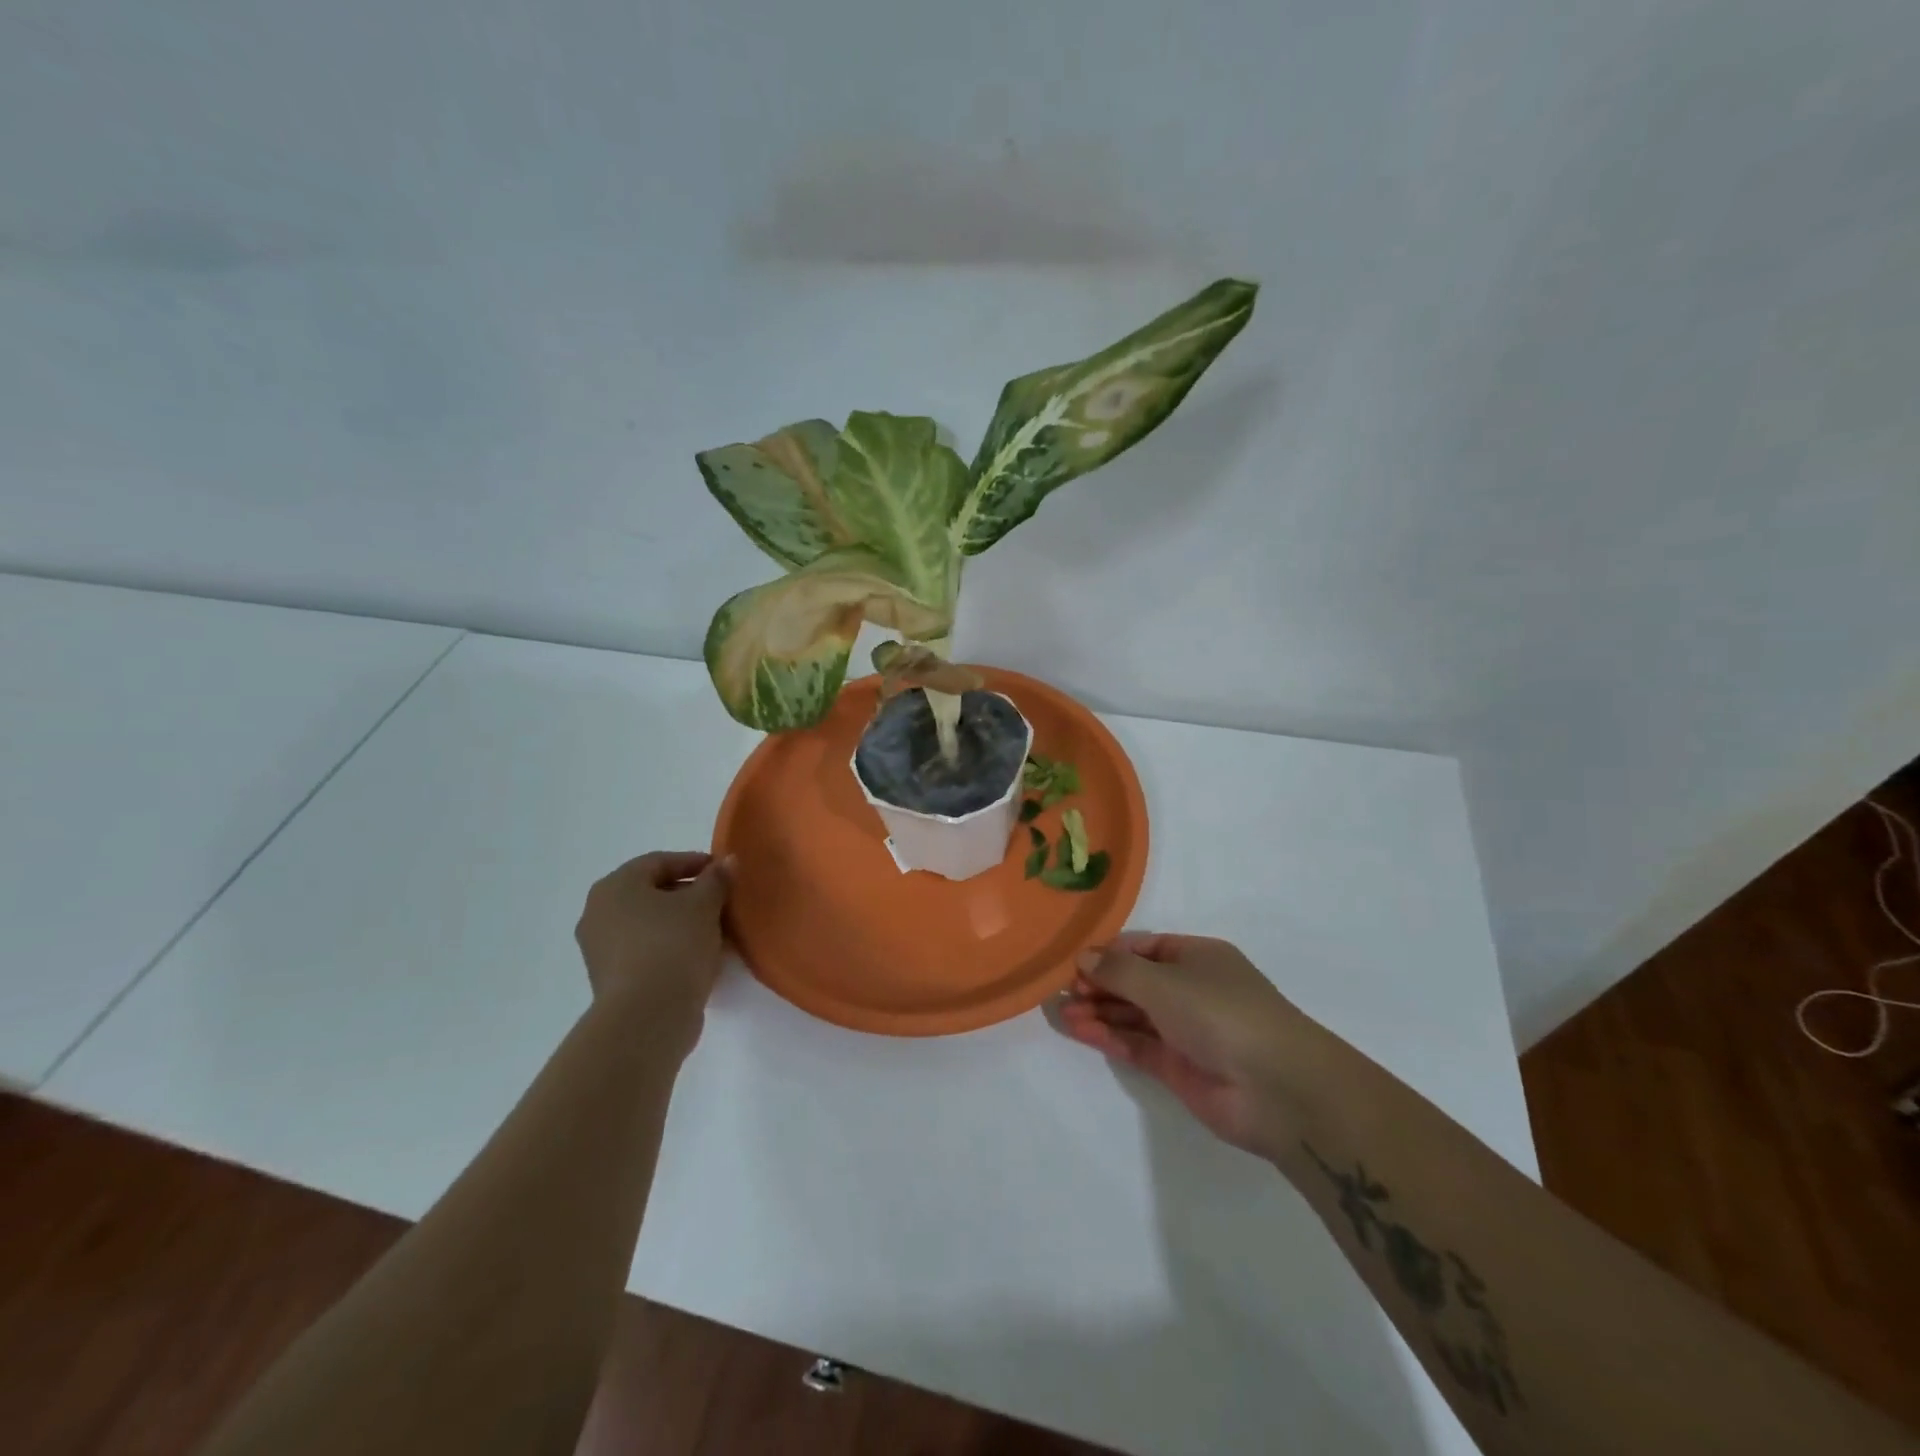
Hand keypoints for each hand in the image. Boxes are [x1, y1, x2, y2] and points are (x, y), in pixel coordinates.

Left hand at [575, 851, 732, 1046]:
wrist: (647, 1016)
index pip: (659, 862)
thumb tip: (727, 862)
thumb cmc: (673, 946)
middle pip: (651, 893)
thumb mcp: (704, 905)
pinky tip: (697, 956)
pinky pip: (645, 951)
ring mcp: (600, 949)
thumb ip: (716, 880)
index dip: (694, 862)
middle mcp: (599, 913)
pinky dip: (670, 947)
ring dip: (680, 923)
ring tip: (714, 931)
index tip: (723, 872)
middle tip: (720, 901)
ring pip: (648, 924)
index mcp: (615, 886)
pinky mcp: (610, 980)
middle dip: (688, 894)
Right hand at [1057, 932, 1329, 1157]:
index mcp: (1197, 957)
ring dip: (1099, 1011)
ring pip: (1133, 1015)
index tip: (1073, 962)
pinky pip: (1136, 1044)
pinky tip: (1080, 1029)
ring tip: (1061, 1012)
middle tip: (1061, 990)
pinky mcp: (1179, 1067)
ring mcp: (1185, 1030)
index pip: (1144, 947)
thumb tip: (1083, 958)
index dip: (1109, 953)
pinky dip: (1109, 1036)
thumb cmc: (1221, 1013)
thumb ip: (1118, 971)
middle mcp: (1191, 989)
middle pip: (1135, 981)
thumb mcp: (1164, 981)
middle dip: (1099, 984)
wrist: (1277, 1088)